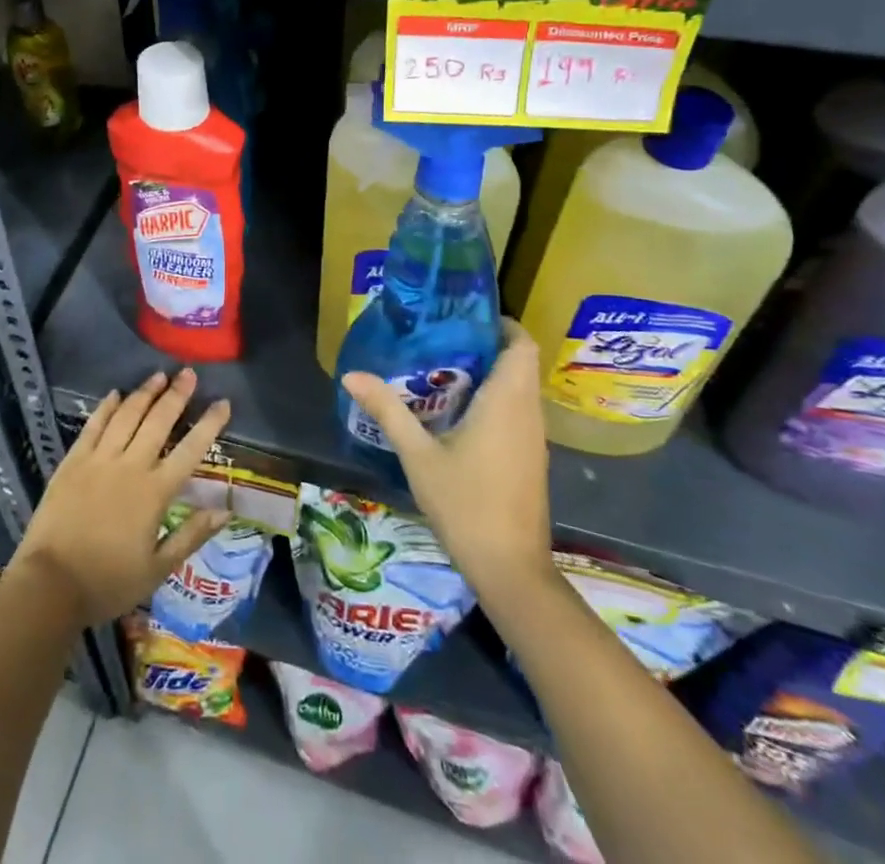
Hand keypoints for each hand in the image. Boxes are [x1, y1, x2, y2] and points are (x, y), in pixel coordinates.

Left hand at [10, 369, 231, 626]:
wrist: (50, 584)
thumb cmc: (108, 582)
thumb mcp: (157, 569)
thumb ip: (191, 535)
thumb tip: (225, 509)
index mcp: (155, 492)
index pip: (190, 449)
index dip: (209, 424)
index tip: (222, 402)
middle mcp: (130, 466)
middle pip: (158, 421)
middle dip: (176, 394)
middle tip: (189, 373)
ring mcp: (99, 460)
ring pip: (127, 416)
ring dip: (145, 393)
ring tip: (159, 375)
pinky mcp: (73, 461)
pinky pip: (93, 426)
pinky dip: (106, 407)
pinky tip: (115, 394)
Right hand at [340, 321, 553, 588]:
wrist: (510, 569)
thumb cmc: (466, 504)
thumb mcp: (418, 455)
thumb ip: (388, 410)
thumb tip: (351, 375)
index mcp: (507, 401)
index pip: (522, 344)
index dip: (501, 323)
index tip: (464, 315)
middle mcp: (527, 412)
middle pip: (519, 362)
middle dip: (485, 344)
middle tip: (441, 337)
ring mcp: (533, 438)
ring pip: (519, 388)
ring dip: (489, 373)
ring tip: (440, 367)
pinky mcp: (529, 458)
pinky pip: (516, 411)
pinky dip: (493, 399)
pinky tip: (455, 411)